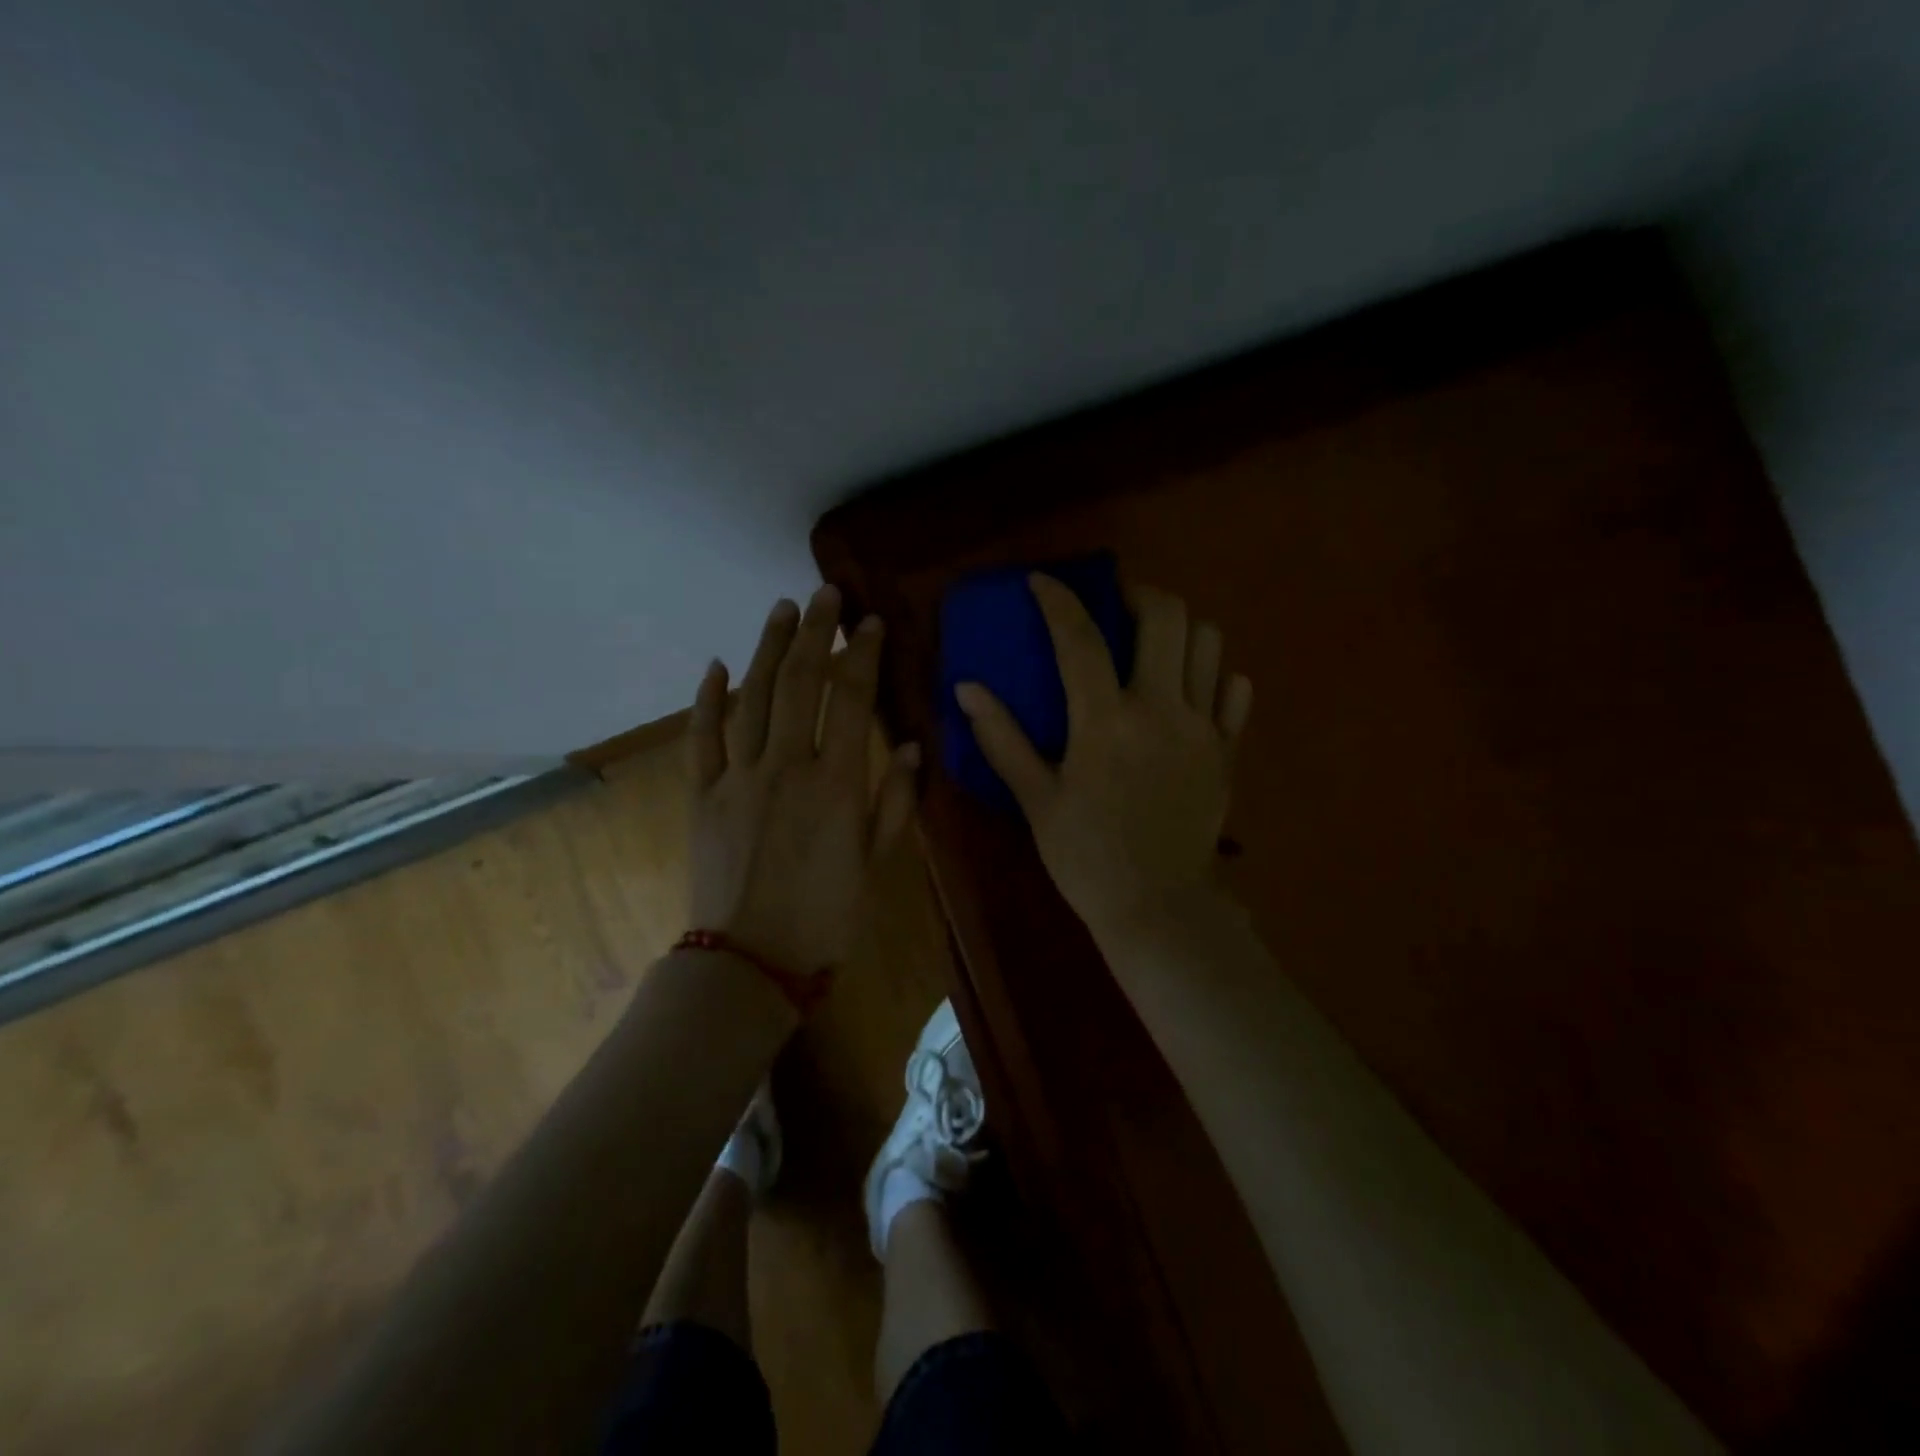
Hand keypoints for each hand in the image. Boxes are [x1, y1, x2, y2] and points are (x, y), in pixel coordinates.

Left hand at [687, 584, 919, 974]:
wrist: (750, 961)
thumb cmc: (825, 916)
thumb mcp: (875, 863)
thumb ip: (893, 801)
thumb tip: (907, 746)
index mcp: (835, 785)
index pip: (851, 701)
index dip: (862, 655)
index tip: (869, 622)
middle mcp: (785, 768)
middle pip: (799, 683)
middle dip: (814, 632)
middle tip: (824, 593)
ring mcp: (737, 778)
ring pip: (751, 698)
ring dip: (766, 648)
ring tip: (780, 608)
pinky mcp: (702, 795)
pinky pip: (702, 738)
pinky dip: (707, 699)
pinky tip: (717, 665)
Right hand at [955, 575, 1251, 939]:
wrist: (1158, 908)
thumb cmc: (1086, 856)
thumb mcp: (1036, 799)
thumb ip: (1003, 740)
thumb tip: (967, 689)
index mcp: (1105, 721)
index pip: (1079, 638)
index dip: (1058, 600)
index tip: (1042, 583)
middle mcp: (1161, 710)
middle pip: (1167, 617)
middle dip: (1139, 595)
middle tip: (1117, 607)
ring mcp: (1202, 728)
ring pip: (1209, 643)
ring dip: (1179, 630)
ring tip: (1154, 645)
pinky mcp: (1227, 751)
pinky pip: (1235, 691)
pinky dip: (1215, 675)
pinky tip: (1191, 689)